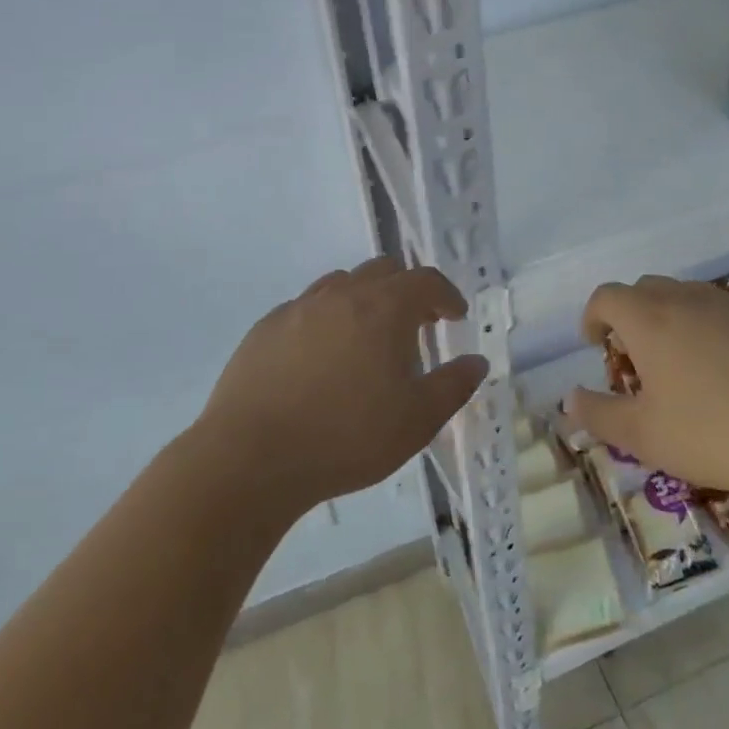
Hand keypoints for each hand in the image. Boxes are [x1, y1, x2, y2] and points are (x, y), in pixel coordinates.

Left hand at [198, 257, 486, 515]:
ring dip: (364, 299)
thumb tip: (477, 361)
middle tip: (416, 324)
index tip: (454, 316)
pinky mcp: (265, 327)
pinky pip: (306, 307)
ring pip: (341, 283)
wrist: (251, 458)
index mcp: (384, 308)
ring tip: (367, 337)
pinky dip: (326, 318)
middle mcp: (342, 294)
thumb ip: (454, 386)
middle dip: (407, 290)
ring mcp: (299, 307)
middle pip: (383, 270)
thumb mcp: (417, 421)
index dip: (446, 294)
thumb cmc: (346, 438)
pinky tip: (321, 356)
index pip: (425, 280)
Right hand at [565, 276, 728, 503]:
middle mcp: (688, 299)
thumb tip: (569, 399)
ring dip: (675, 318)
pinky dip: (718, 328)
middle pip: (646, 288)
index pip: (606, 296)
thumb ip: (598, 414)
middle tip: (640, 358)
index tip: (598, 346)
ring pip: (690, 296)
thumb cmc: (713, 435)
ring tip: (686, 362)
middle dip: (633, 315)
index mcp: (649, 320)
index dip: (594, 317)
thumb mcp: (643, 437)